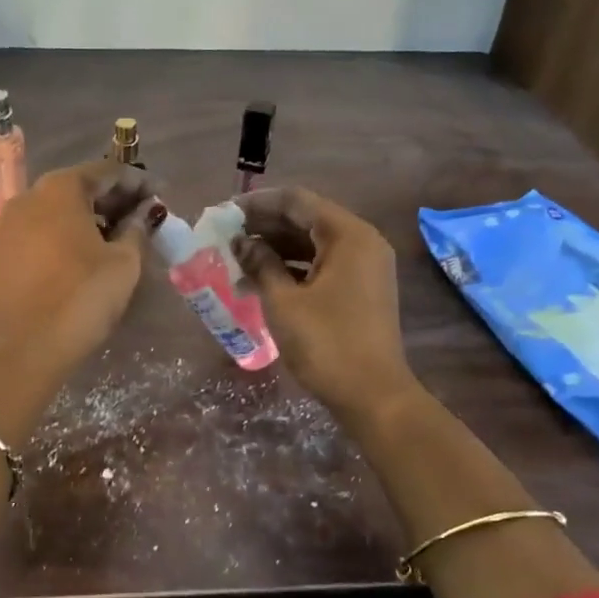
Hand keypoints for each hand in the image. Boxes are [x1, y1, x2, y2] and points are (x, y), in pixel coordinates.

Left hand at [0, 161, 155, 384]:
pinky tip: (84, 255)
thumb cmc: (81, 297)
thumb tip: (144, 213)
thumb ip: (136, 229)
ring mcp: (8, 225)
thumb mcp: (124, 263)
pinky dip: (64, 235)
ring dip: (88, 217)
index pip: (106, 171)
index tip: (159, 195)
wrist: (23, 349)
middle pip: (78, 187)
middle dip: (111, 199)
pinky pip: (40, 232)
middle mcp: (29, 197)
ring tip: (117, 237)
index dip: (136, 182)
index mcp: (60, 189)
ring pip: (56, 210)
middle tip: (142, 215)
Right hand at [232, 187, 416, 420]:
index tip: (225, 213)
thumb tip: (241, 242)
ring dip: (275, 248)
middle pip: (306, 219)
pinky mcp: (360, 290)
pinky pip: (322, 265)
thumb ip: (260, 263)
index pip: (296, 201)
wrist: (373, 397)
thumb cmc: (326, 343)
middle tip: (226, 236)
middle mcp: (361, 242)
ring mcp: (364, 267)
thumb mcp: (283, 301)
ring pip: (312, 243)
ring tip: (236, 259)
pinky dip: (292, 267)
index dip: (257, 203)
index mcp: (348, 235)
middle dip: (264, 226)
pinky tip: (261, 280)